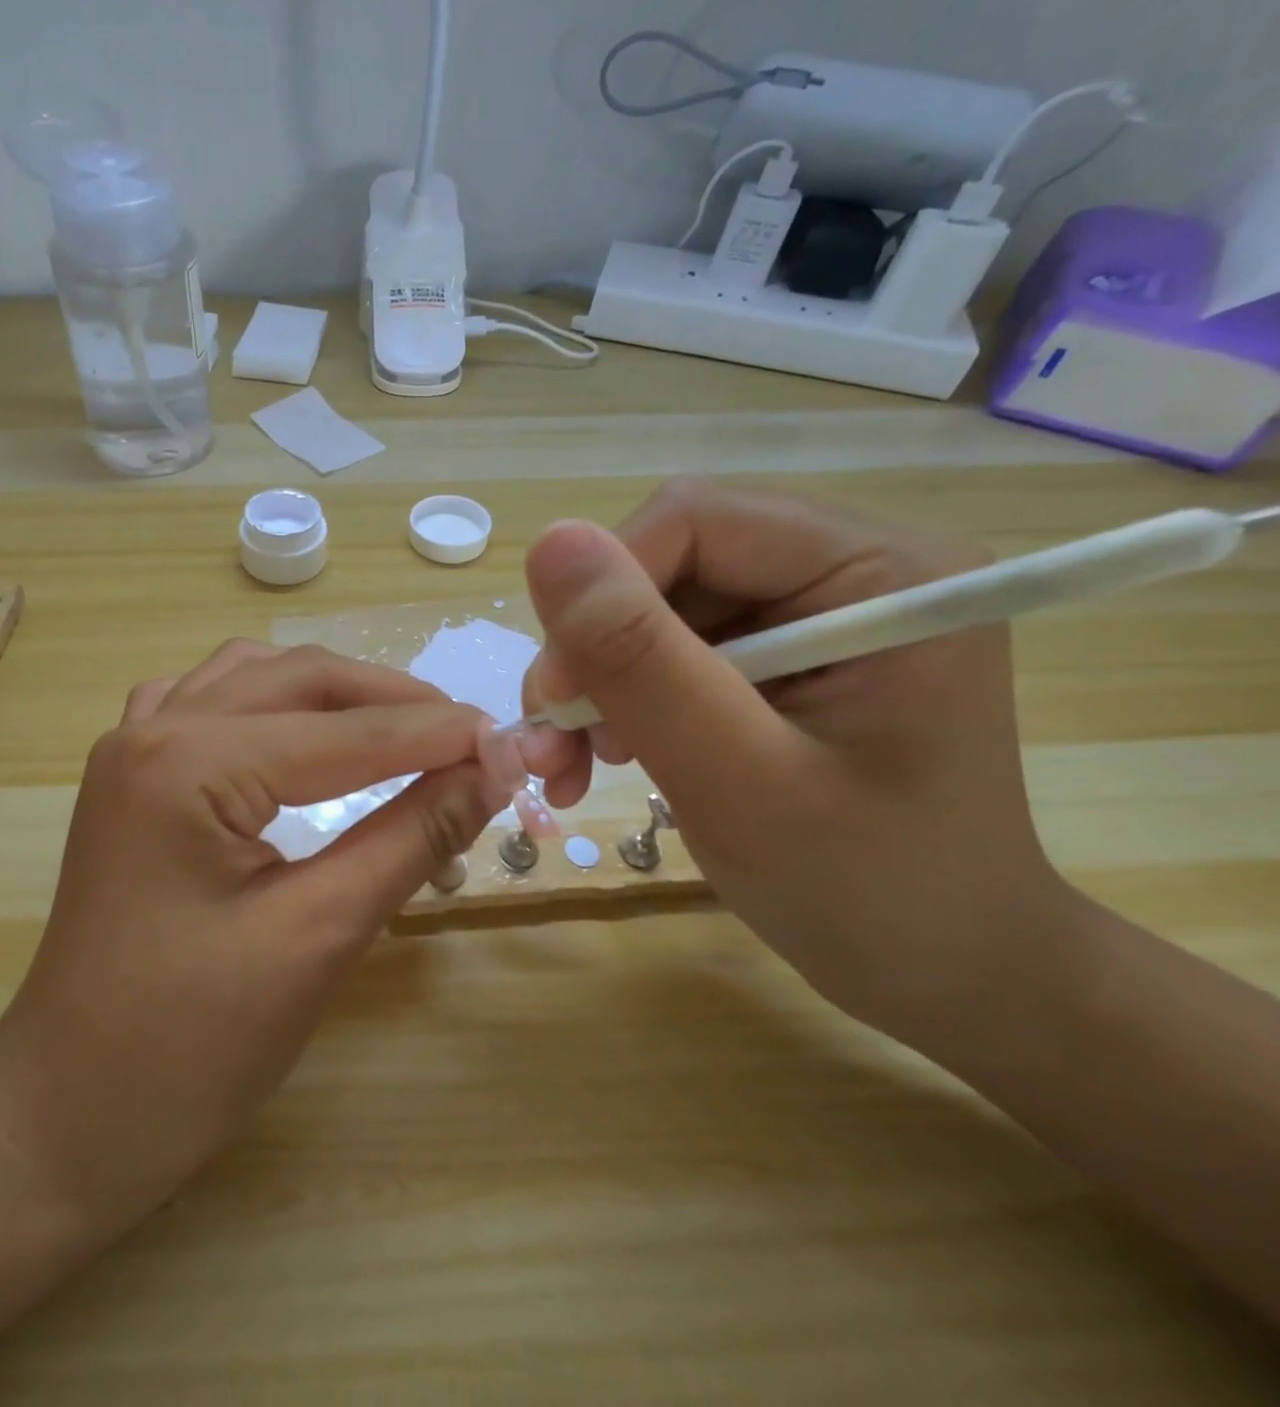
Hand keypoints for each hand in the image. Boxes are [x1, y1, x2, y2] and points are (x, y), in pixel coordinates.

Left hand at [0, 642, 506, 1237]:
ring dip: (333, 694)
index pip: (342, 731)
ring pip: (253, 677)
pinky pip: (209, 704)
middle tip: (467, 738)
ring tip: (400, 730)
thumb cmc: (190, 1046)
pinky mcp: (130, 778)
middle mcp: (153, 729)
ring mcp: (131, 748)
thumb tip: (490, 772)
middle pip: (298, 679)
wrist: (67, 1115)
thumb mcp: (318, 936)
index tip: (511, 743)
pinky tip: (299, 732)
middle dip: (390, 701)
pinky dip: (271, 703)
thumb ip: (410, 837)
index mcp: (188, 763)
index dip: (435, 734)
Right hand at [517, 480, 1068, 1031]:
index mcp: (879, 571)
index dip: (603, 595)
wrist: (945, 973)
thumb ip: (644, 662)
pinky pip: (666, 653)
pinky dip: (619, 705)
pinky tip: (604, 760)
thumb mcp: (740, 780)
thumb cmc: (871, 892)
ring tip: (569, 769)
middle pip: (664, 567)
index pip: (693, 522)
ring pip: (650, 613)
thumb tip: (550, 541)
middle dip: (592, 656)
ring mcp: (810, 616)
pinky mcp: (779, 660)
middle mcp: (846, 571)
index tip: (556, 697)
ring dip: (594, 688)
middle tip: (553, 748)